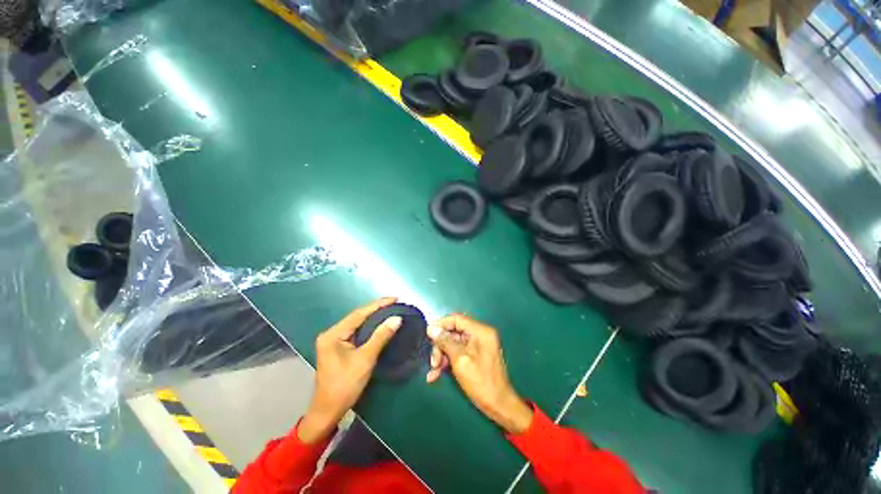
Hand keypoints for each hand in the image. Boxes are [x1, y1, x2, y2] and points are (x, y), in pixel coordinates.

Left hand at [298, 297, 402, 443]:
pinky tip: (380, 323)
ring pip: (357, 324)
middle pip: (357, 316)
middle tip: (395, 303)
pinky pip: (357, 332)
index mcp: (333, 334)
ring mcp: (334, 340)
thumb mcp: (365, 359)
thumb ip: (380, 336)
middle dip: (376, 309)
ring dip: (374, 317)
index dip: (378, 305)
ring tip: (390, 310)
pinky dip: (369, 327)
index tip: (395, 298)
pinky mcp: (338, 347)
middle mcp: (331, 333)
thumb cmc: (345, 386)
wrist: (328, 412)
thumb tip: (397, 318)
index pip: (359, 314)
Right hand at [426, 314, 533, 433]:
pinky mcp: (475, 355)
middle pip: (453, 332)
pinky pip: (458, 352)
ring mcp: (478, 345)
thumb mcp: (460, 360)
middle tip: (433, 361)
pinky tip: (436, 374)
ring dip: (442, 356)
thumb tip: (431, 328)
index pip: (457, 319)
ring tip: (434, 372)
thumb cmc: (481, 382)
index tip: (427, 334)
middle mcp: (480, 334)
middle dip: (441, 346)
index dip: (440, 324)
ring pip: (453, 344)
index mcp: (480, 331)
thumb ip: (445, 342)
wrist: (499, 406)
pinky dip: (447, 361)